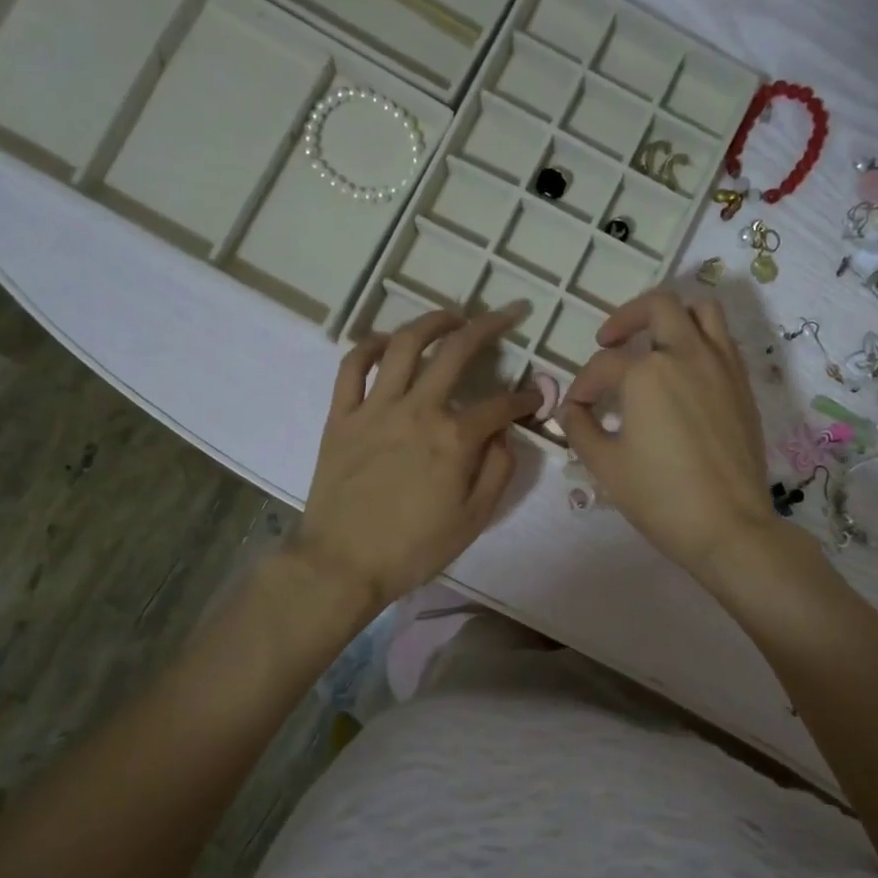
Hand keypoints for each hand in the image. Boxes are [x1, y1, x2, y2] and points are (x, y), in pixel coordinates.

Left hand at [298, 304, 540, 611]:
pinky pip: (352, 367)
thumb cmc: (414, 548)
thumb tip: (504, 436)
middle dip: (490, 326)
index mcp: (454, 438)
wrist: (343, 564)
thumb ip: (498, 472)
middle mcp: (418, 410)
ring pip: (404, 345)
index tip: (534, 400)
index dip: (525, 400)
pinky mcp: (342, 416)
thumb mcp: (474, 519)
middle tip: (509, 313)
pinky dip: (369, 345)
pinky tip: (386, 342)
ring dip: (433, 322)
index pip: (501, 405)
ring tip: (452, 316)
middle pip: (457, 352)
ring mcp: (375, 408)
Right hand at [560, 290, 778, 583]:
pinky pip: (723, 340)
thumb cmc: (660, 497)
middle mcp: (687, 355)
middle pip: (658, 307)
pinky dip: (700, 341)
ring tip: (654, 342)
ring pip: (701, 311)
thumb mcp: (606, 466)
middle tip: (609, 340)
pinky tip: (684, 372)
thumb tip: (572, 410)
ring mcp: (722, 366)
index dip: (583, 385)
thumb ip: (581, 429)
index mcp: (647, 373)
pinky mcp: (743, 385)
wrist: (728, 526)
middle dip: (626, 317)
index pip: (603, 366)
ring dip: (672, 317)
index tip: (577, 408)